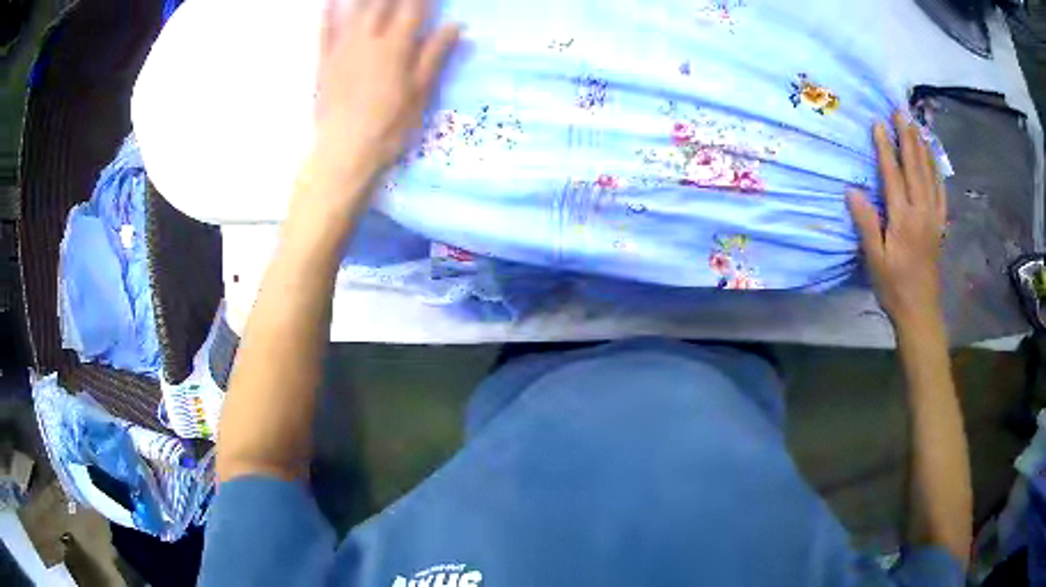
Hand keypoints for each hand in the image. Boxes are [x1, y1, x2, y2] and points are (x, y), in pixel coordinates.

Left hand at [309, 0, 459, 195]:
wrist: (344, 151)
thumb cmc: (388, 126)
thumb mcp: (420, 93)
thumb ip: (435, 55)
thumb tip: (457, 26)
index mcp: (396, 46)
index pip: (413, 9)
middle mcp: (368, 40)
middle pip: (381, 5)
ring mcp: (342, 49)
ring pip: (353, 11)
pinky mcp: (323, 63)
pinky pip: (324, 32)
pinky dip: (326, 14)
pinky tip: (328, 2)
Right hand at [847, 113, 947, 326]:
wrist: (920, 312)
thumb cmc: (894, 287)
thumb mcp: (875, 259)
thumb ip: (866, 223)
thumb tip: (852, 191)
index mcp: (903, 218)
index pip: (893, 174)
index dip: (885, 147)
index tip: (878, 123)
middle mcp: (921, 211)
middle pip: (914, 167)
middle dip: (907, 137)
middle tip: (900, 111)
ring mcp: (933, 218)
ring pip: (929, 175)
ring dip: (922, 148)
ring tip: (916, 126)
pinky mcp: (939, 226)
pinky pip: (940, 193)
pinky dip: (937, 172)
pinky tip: (934, 160)